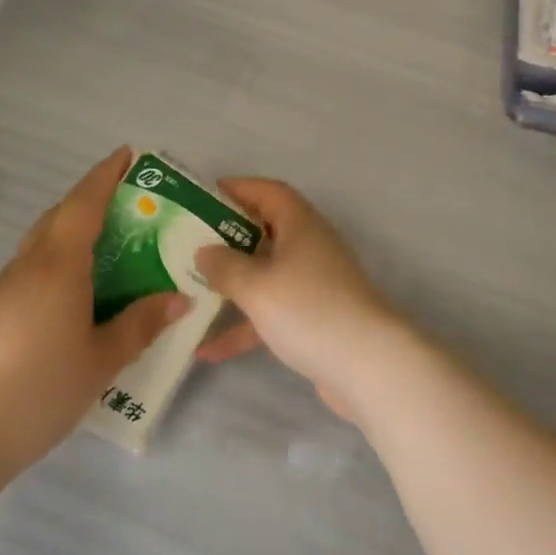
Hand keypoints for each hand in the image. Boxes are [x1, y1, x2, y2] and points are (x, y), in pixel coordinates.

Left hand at [0, 147, 187, 476]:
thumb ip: (140, 325)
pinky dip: (45, 274)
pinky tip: (55, 312)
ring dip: (66, 240)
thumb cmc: (38, 392)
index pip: (84, 202)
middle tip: (121, 207)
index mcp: (58, 266)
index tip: (126, 154)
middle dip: (88, 202)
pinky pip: (21, 278)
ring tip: (96, 263)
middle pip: (58, 217)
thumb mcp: (101, 362)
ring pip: (37, 249)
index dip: (105, 174)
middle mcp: (25, 267)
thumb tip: (179, 298)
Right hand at [193, 178, 405, 419]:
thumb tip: (204, 251)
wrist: (367, 365)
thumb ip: (225, 266)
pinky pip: (272, 311)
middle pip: (263, 232)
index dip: (237, 189)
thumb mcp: (257, 286)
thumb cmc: (309, 310)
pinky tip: (208, 351)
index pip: (267, 191)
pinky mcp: (314, 318)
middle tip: (188, 245)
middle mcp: (308, 245)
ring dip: (232, 285)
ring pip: (265, 274)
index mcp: (299, 223)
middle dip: (227, 238)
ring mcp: (313, 283)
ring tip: (189, 294)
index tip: (201, 197)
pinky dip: (244, 326)